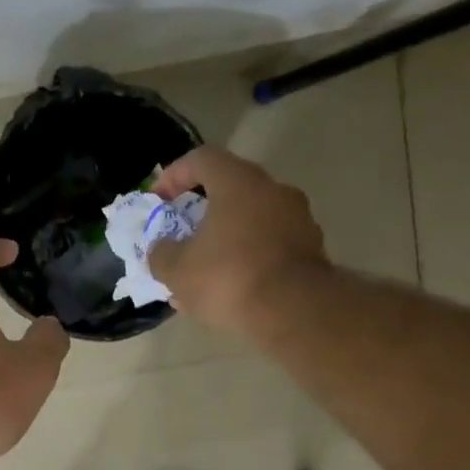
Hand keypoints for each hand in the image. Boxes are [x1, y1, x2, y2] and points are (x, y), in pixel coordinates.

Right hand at [148, 146, 327, 337]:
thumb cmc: (228, 277)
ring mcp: (298, 219)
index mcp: (238, 183)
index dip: (174, 175)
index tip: (158, 200)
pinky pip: (269, 247)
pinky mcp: (311, 249)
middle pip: (229, 191)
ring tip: (202, 277)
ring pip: (250, 223)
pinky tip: (229, 293)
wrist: (294, 310)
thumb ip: (161, 254)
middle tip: (181, 239)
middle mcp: (273, 190)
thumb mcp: (176, 270)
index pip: (202, 159)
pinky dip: (247, 261)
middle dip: (201, 215)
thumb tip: (162, 248)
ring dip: (223, 242)